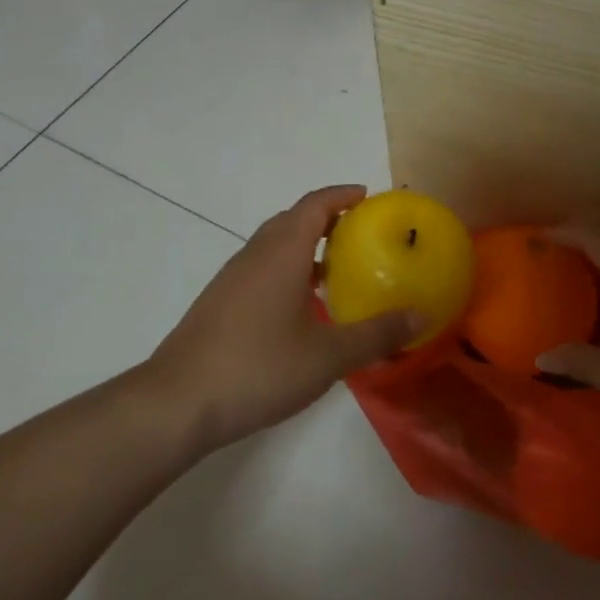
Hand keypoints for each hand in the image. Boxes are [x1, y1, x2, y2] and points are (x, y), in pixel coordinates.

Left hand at [147, 185, 420, 452]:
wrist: (176, 404)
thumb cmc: (258, 368)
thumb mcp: (328, 356)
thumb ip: (377, 334)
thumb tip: (422, 315)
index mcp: (281, 253)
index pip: (315, 204)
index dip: (343, 195)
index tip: (370, 197)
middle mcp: (254, 256)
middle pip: (293, 220)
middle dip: (327, 218)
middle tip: (362, 234)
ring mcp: (232, 280)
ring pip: (274, 246)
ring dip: (306, 246)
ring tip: (337, 270)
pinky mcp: (219, 304)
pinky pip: (261, 269)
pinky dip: (287, 270)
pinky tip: (301, 308)